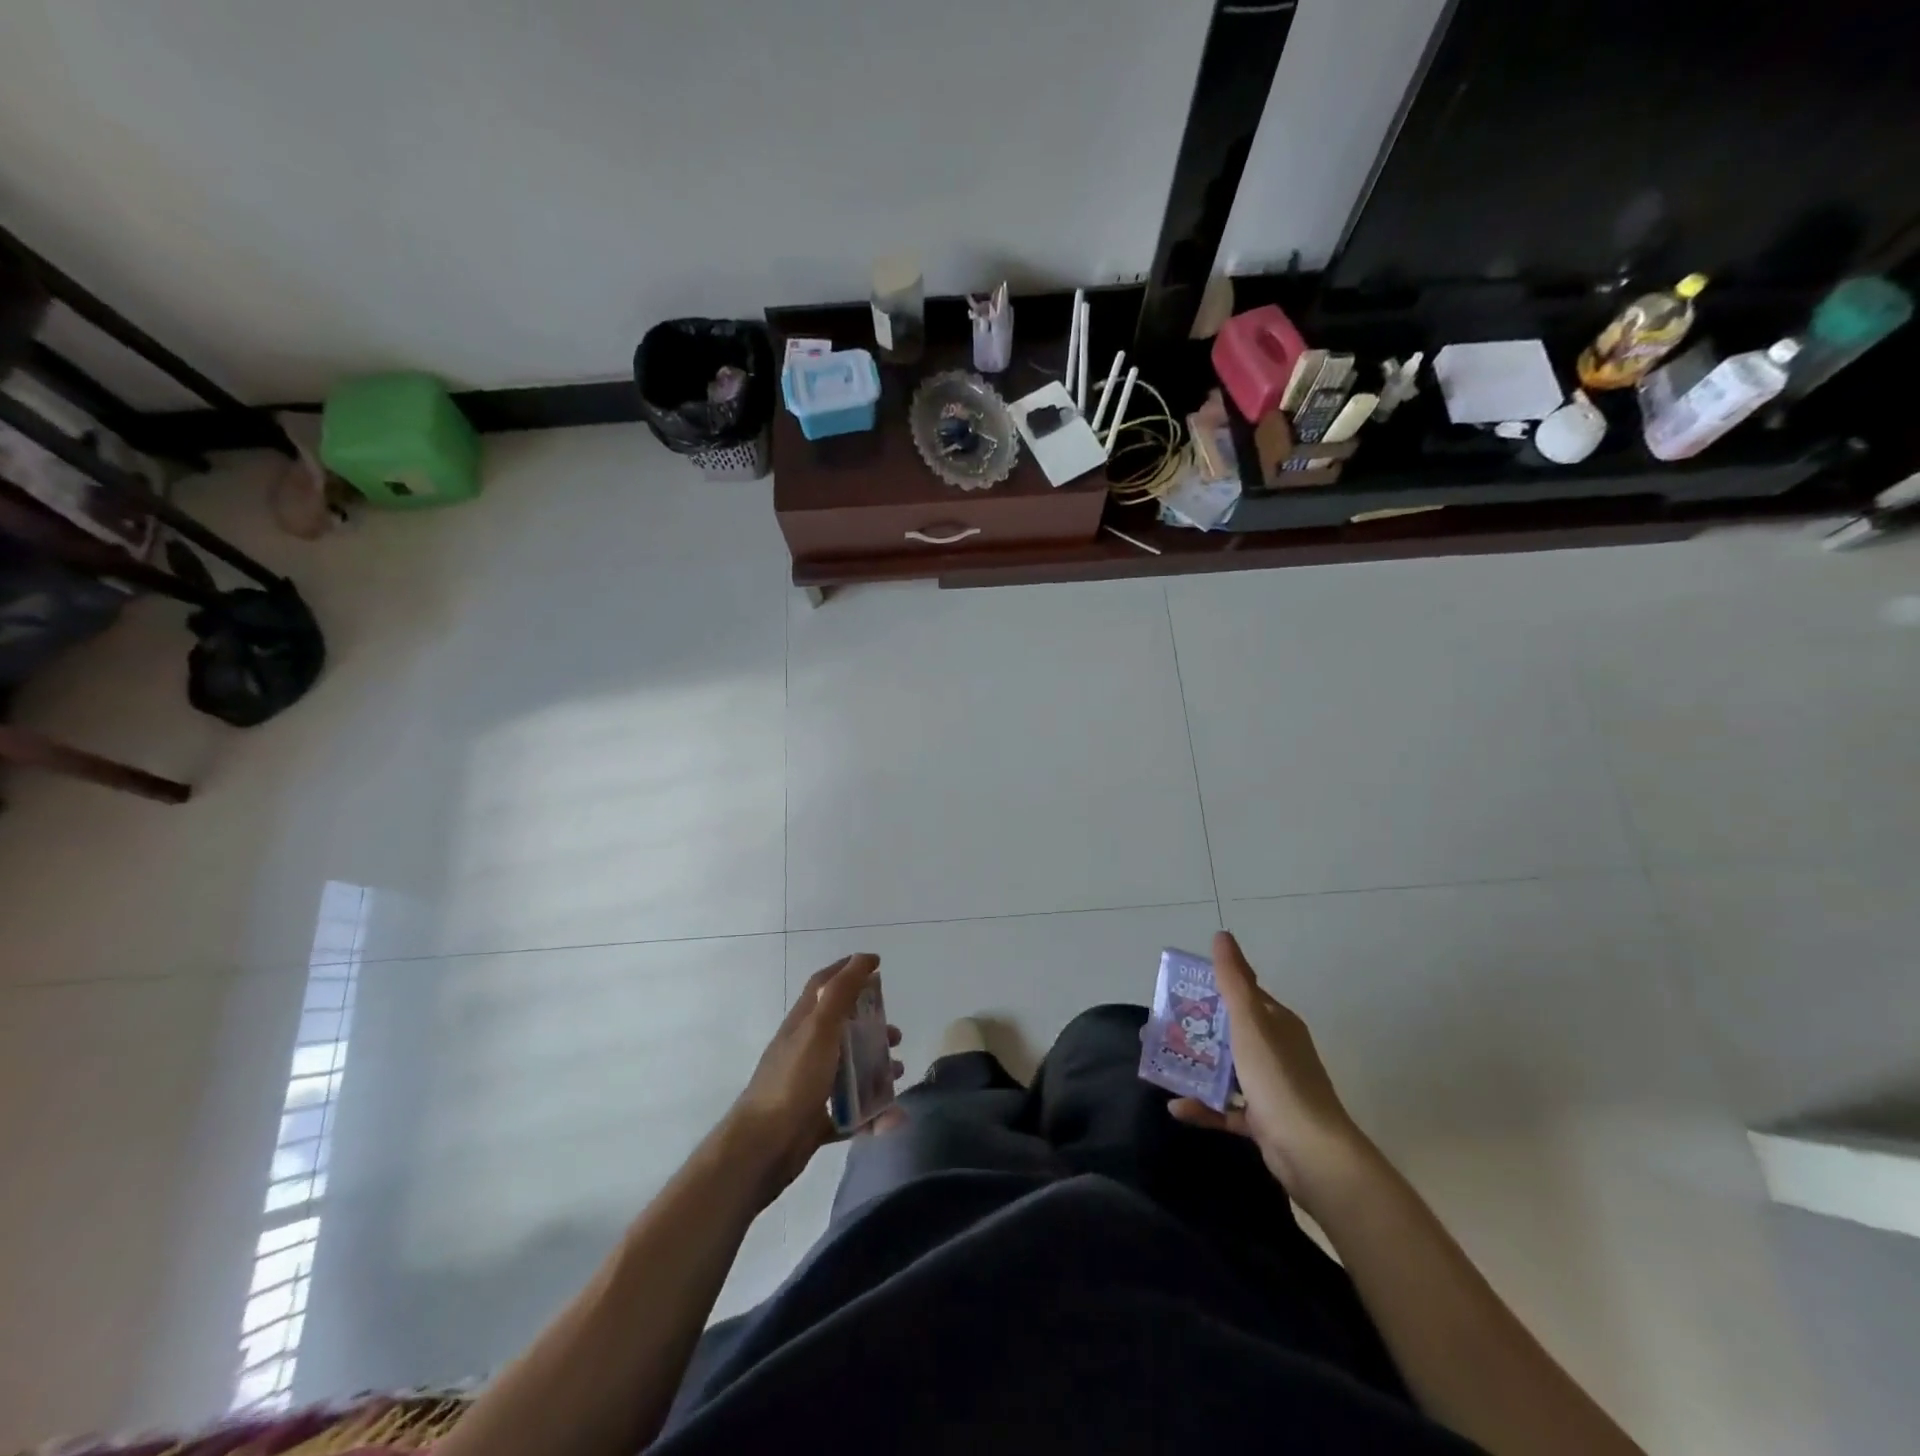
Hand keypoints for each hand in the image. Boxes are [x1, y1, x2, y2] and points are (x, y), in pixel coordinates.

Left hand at [722, 954, 902, 1203]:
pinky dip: (872, 1114)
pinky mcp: (815, 1120)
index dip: (847, 970)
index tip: (876, 965)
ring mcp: (809, 1086)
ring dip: (876, 1070)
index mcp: (803, 1024)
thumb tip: (864, 958)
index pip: (823, 985)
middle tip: (896, 1035)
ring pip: (849, 1070)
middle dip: (872, 1027)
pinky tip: (891, 1119)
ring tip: (898, 1073)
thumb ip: (841, 993)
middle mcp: (806, 1050)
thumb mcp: (819, 1028)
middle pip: (843, 1028)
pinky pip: (850, 1113)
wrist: (762, 1147)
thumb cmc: (793, 1080)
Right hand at [1168, 931, 1367, 1198]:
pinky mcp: (1264, 1121)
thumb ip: (1234, 981)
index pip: (1241, 996)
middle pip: (1228, 1032)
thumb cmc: (1278, 1079)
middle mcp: (1276, 1050)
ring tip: (1159, 1063)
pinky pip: (1227, 1108)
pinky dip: (1203, 1106)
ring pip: (1226, 1070)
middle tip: (1158, 1028)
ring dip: (1194, 1067)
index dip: (1209, 989)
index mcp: (1277, 1023)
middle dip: (1193, 1030)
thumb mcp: (1250, 1022)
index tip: (1175, 991)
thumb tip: (1222, 935)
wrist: (1313, 1154)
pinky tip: (1176, 1108)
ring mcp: (1271, 1087)